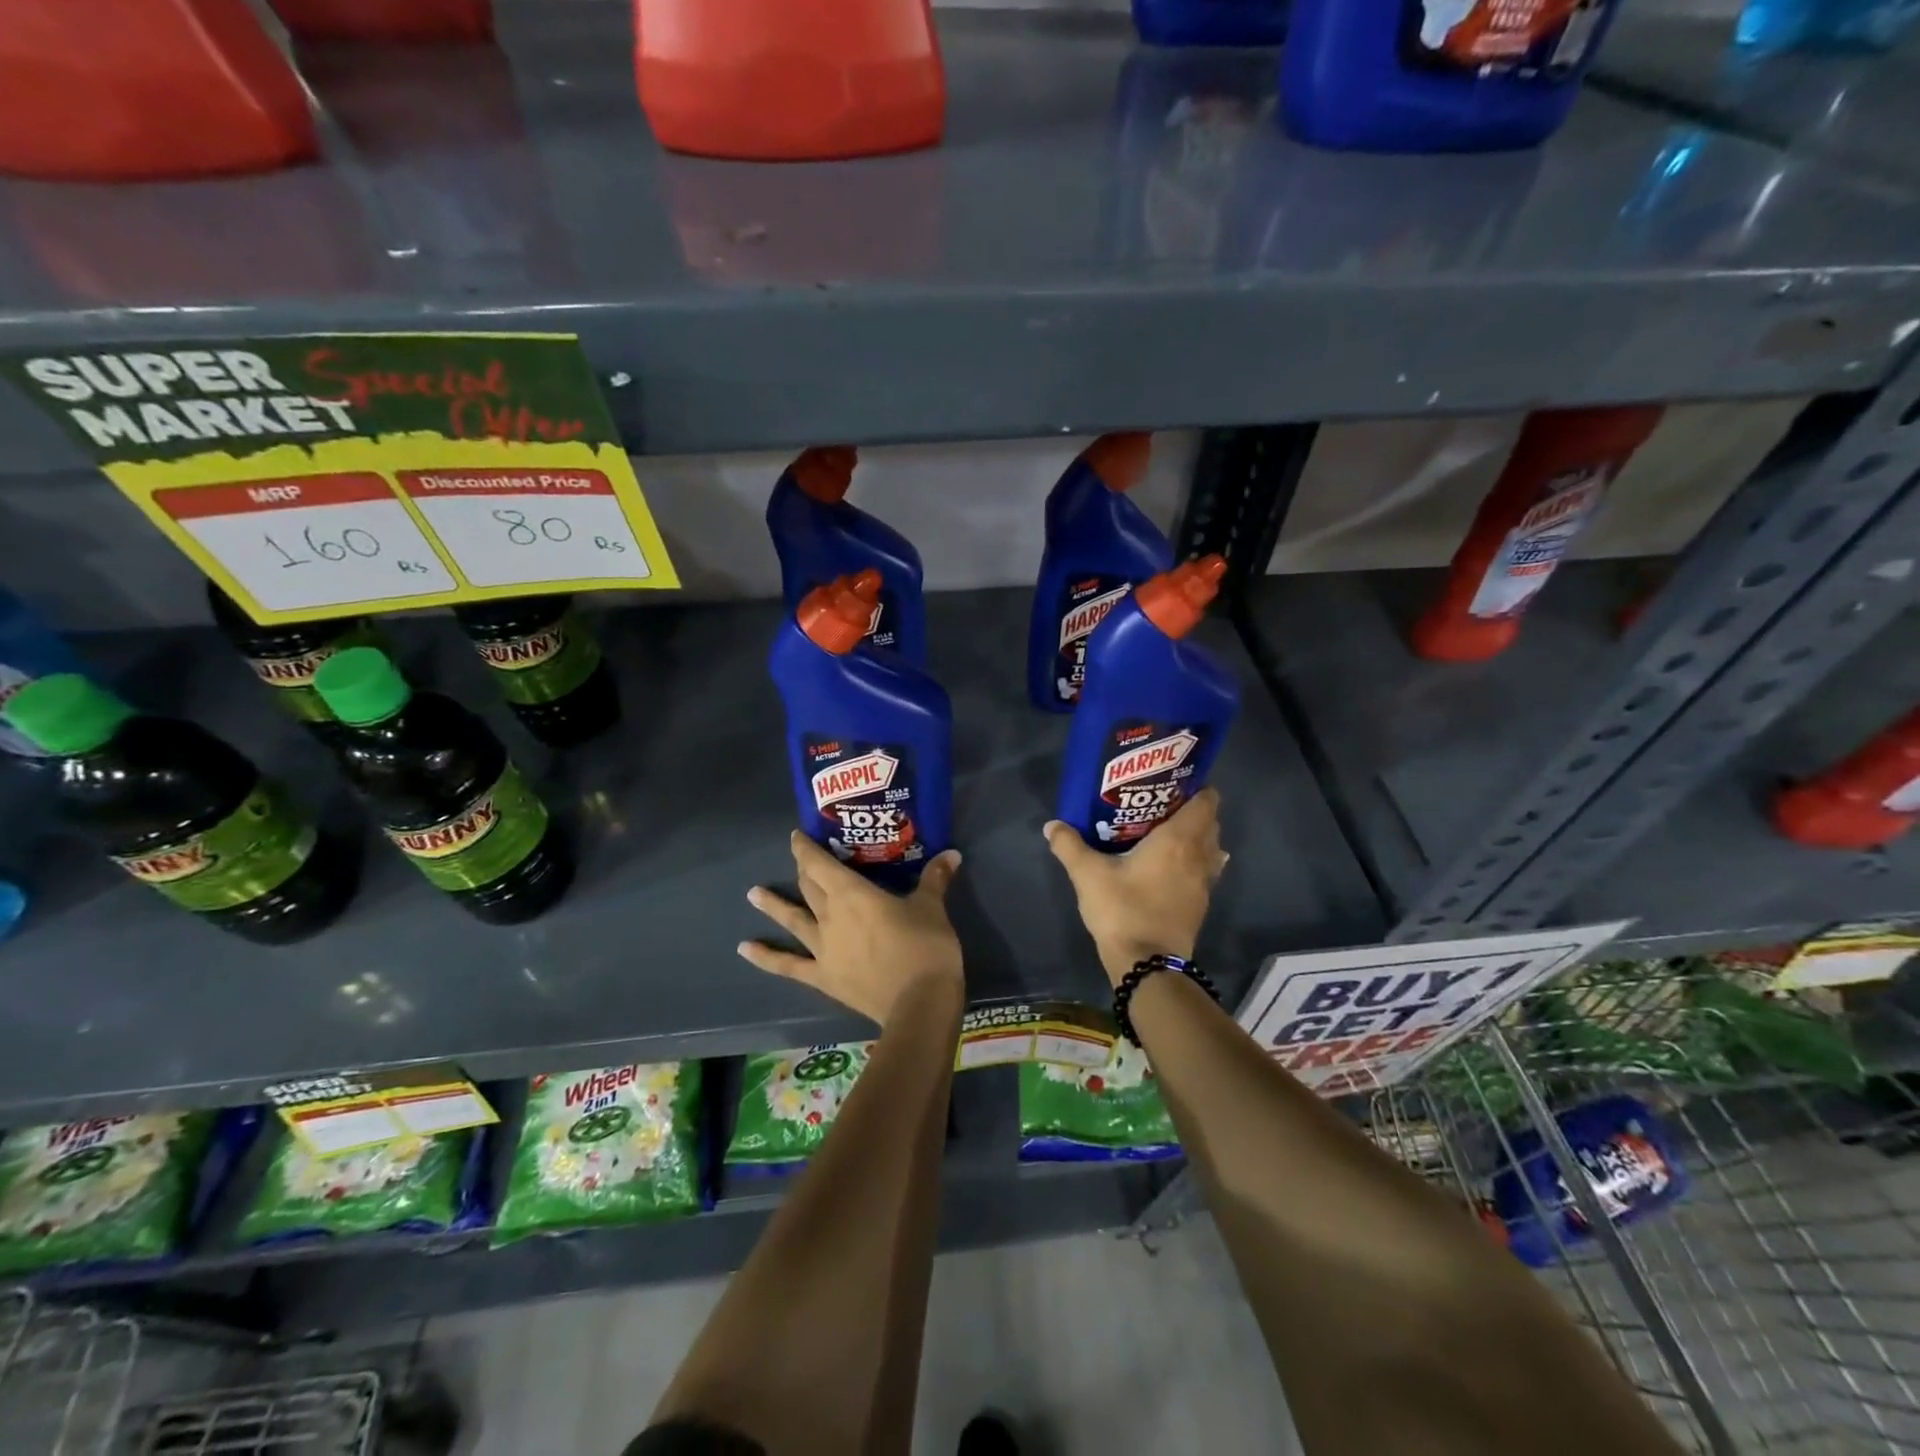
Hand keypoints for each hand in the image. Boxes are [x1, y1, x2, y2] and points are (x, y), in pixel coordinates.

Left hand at [739, 834, 964, 1027]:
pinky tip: (744, 949)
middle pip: (810, 886)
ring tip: (752, 893)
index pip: (821, 864)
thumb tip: (952, 853)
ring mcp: (823, 948)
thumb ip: (935, 878)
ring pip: (793, 919)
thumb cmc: (925, 947)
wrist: (919, 1004)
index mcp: (853, 893)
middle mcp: (830, 916)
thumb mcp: (932, 907)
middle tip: (798, 859)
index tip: (796, 836)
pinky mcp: (823, 977)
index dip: (807, 848)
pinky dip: (766, 957)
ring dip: (773, 905)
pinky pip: (789, 965)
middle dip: (804, 870)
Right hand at [1044, 787, 1227, 987]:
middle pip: (1210, 823)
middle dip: (1192, 811)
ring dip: (1196, 838)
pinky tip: (1169, 866)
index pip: (1206, 802)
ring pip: (1211, 848)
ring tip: (1165, 834)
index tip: (1173, 782)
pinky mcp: (1200, 905)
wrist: (1148, 965)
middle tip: (1160, 805)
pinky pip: (1205, 871)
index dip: (1196, 788)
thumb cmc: (1122, 910)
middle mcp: (1199, 856)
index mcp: (1178, 839)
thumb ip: (1069, 845)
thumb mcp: (1088, 875)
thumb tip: (1051, 825)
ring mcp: (1204, 883)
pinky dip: (1194, 862)